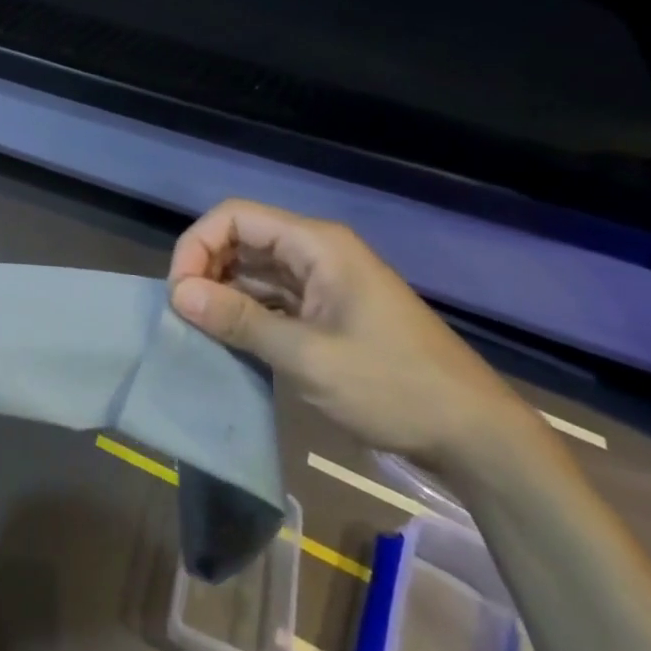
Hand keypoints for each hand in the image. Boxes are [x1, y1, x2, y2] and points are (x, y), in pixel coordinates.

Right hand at [168, 199, 534, 469]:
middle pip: (241, 239)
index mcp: (316, 245)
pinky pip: (271, 297)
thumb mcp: (308, 356)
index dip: (197, 245)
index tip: (180, 293)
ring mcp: (323, 282)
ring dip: (222, 292)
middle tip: (185, 314)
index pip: (234, 216)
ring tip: (200, 329)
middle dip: (205, 268)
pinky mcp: (326, 311)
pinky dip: (245, 312)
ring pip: (254, 269)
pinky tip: (229, 339)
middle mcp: (317, 252)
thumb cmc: (392, 387)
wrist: (472, 434)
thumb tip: (178, 294)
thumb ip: (239, 321)